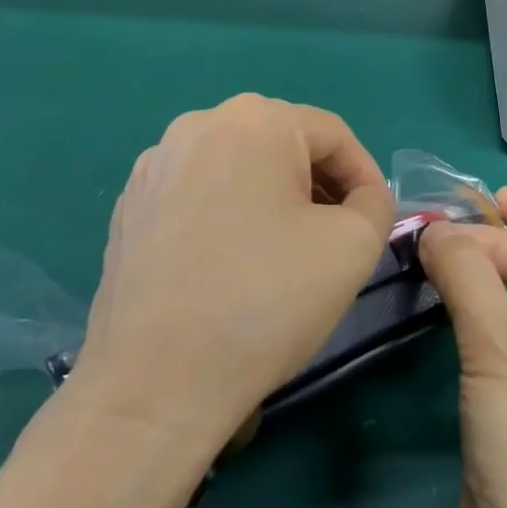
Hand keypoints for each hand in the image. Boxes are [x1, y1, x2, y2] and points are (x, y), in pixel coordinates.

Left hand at [67, 95, 393, 449]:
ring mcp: (155, 165)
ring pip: (240, 167)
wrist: (154, 387)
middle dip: (321, 186)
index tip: (376, 222)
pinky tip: (234, 266)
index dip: (366, 176)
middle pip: (284, 144)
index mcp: (254, 120)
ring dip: (276, 199)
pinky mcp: (129, 207)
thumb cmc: (266, 301)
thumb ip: (376, 204)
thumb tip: (361, 199)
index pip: (333, 134)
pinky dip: (230, 215)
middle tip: (338, 237)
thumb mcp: (354, 246)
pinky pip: (200, 193)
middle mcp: (198, 125)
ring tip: (288, 252)